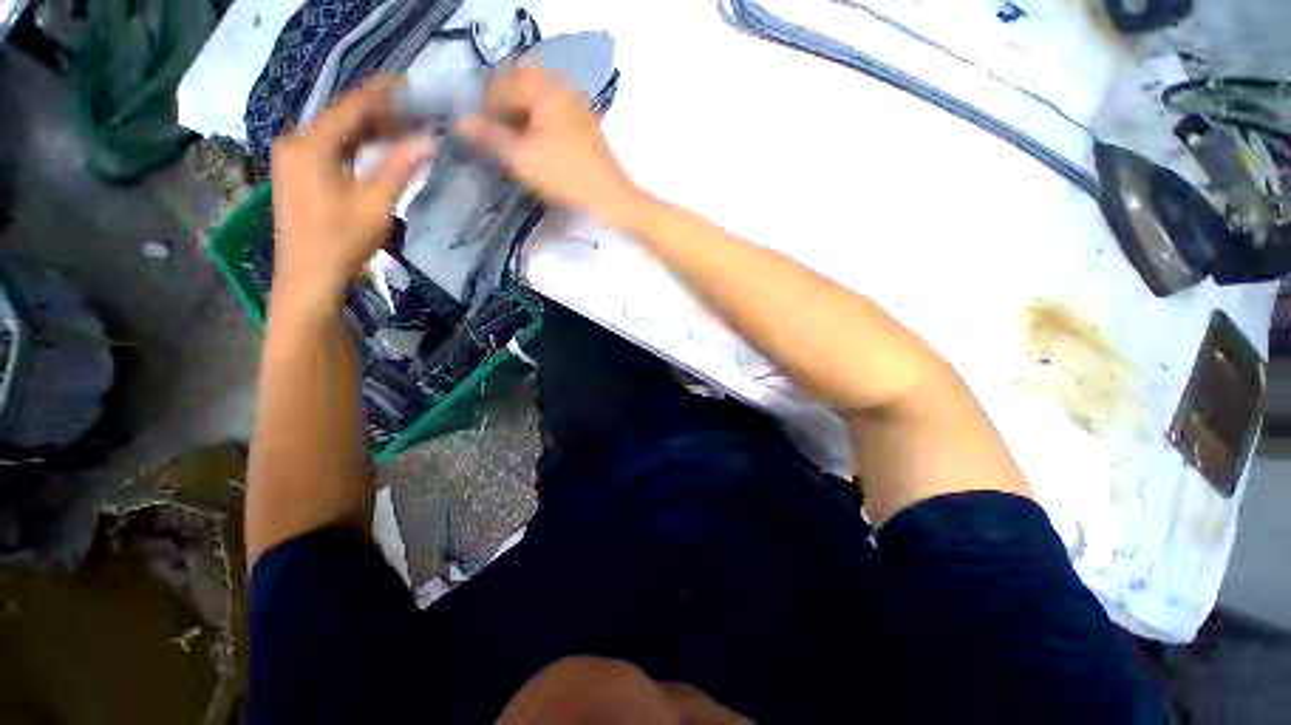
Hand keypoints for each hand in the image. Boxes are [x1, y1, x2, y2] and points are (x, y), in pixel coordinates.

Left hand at [270, 76, 435, 309]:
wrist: (307, 277)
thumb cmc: (341, 241)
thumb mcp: (376, 204)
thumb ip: (400, 168)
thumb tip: (430, 140)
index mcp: (310, 144)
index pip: (351, 107)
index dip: (382, 94)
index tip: (410, 85)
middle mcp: (295, 142)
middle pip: (342, 117)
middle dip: (378, 114)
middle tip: (416, 115)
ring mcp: (293, 158)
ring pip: (336, 133)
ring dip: (369, 132)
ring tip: (404, 132)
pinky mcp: (297, 173)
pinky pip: (330, 148)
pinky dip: (355, 146)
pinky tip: (377, 152)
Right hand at [456, 68, 643, 225]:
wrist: (610, 197)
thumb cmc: (566, 177)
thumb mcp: (522, 158)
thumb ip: (489, 137)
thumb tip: (460, 122)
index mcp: (544, 88)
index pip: (500, 85)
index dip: (484, 109)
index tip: (479, 135)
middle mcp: (562, 86)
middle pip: (520, 85)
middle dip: (503, 107)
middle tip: (496, 135)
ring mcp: (577, 103)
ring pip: (538, 97)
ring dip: (521, 114)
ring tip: (515, 142)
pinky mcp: (586, 121)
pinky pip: (554, 110)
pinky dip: (539, 120)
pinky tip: (538, 143)